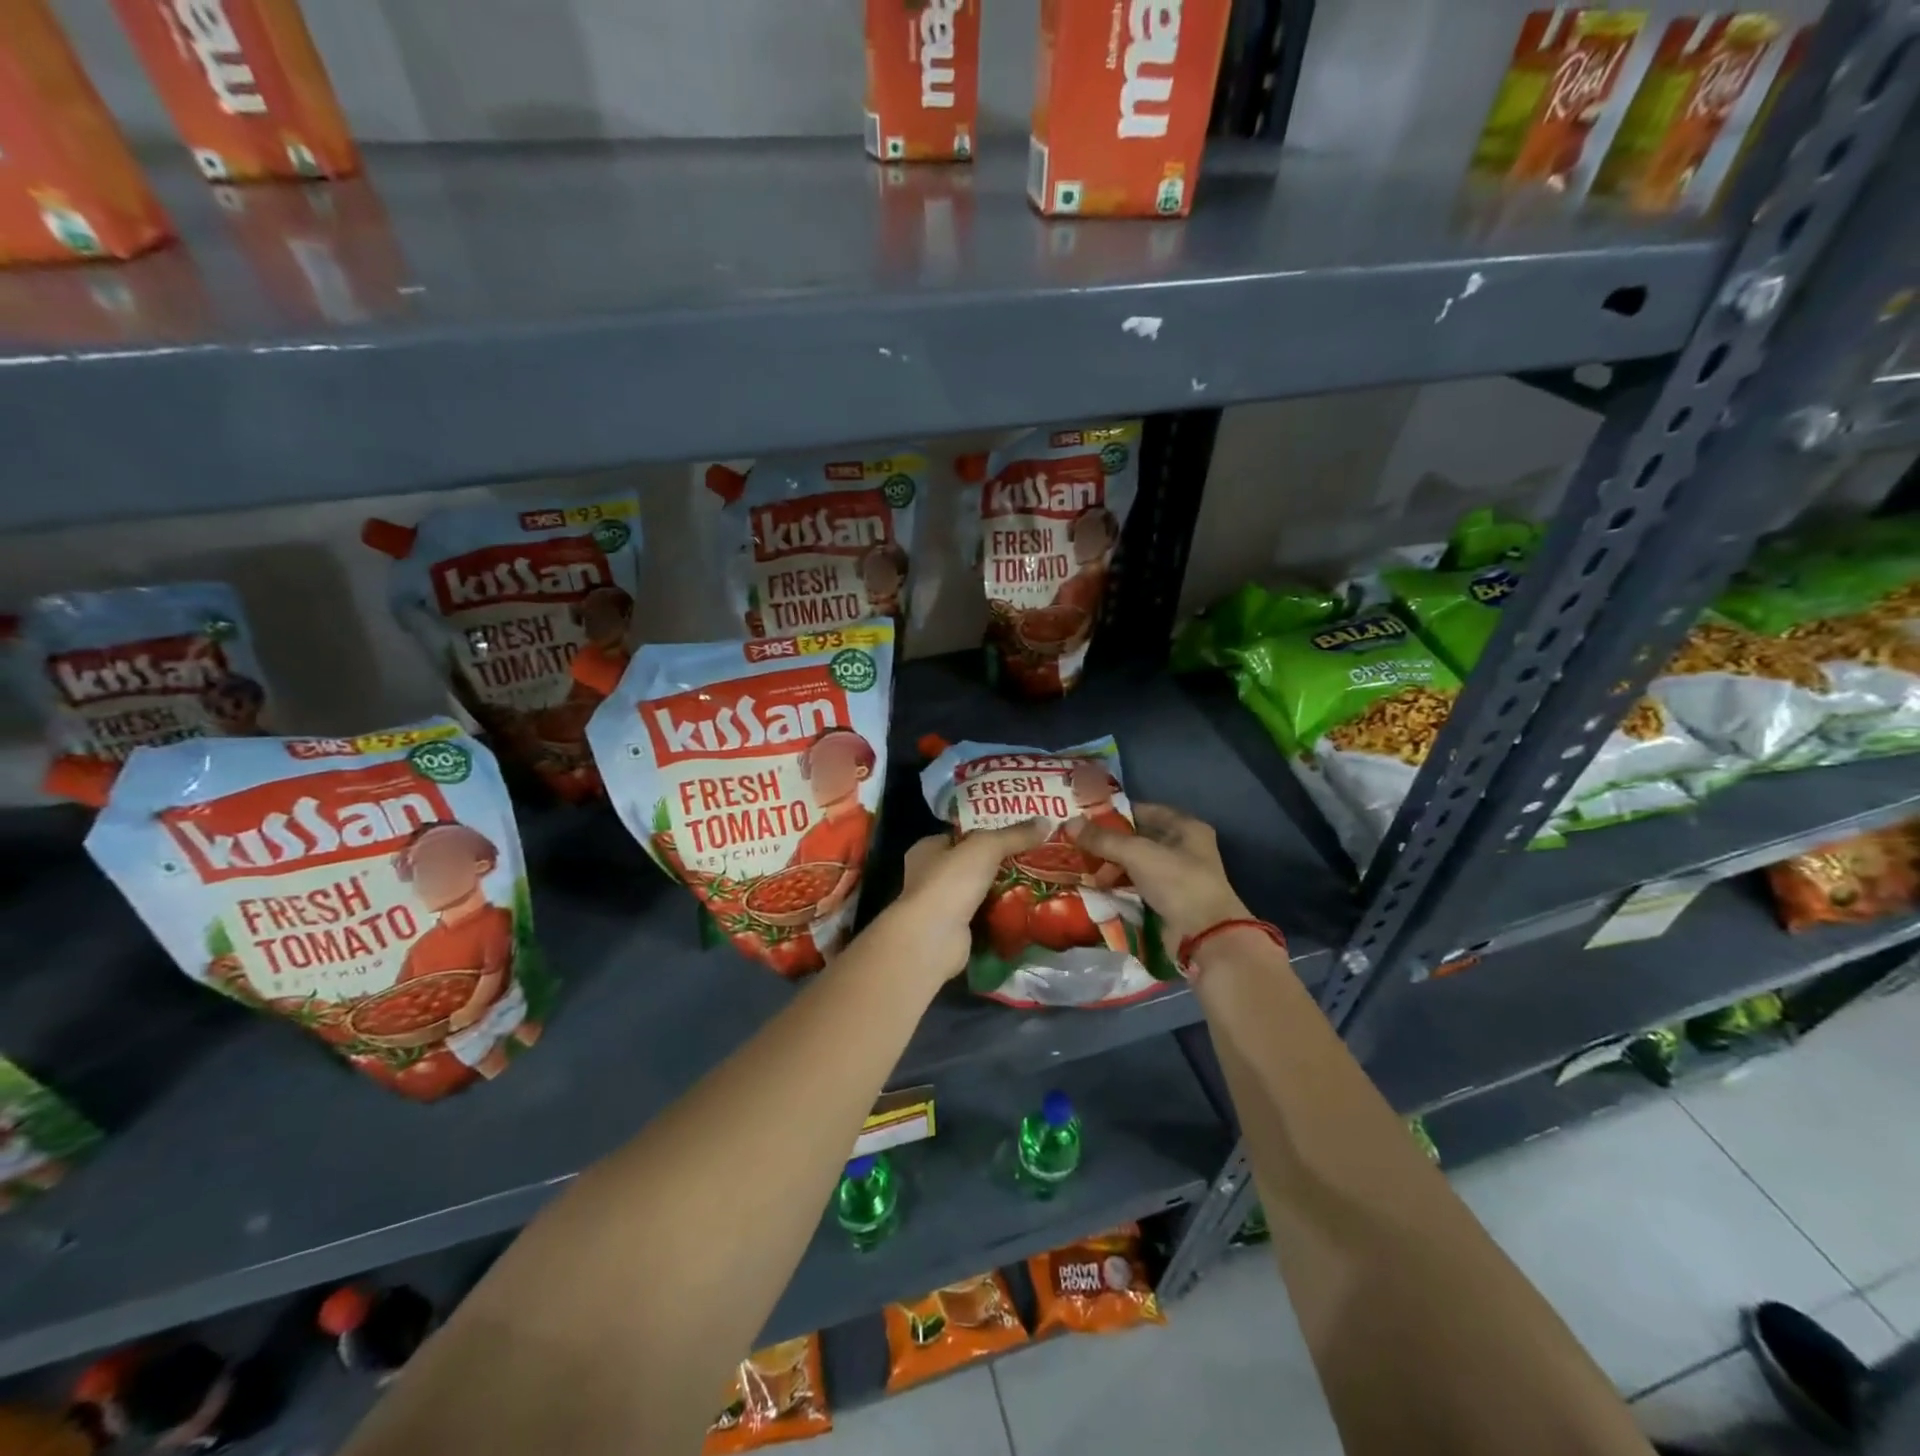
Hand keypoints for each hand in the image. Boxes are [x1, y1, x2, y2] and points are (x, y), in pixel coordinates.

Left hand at [892, 821, 1047, 982]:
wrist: (934, 939)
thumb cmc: (951, 882)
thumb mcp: (985, 847)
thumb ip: (1014, 835)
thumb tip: (1045, 822)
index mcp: (927, 849)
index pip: (961, 835)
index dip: (988, 831)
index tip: (1019, 831)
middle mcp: (929, 876)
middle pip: (972, 863)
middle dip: (1000, 862)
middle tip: (1034, 856)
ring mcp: (941, 906)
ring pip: (979, 891)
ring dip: (1003, 889)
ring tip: (1038, 880)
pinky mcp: (955, 931)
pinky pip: (984, 917)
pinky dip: (1001, 914)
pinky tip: (1027, 909)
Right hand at [1066, 804, 1250, 946]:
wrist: (1205, 936)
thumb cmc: (1177, 882)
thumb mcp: (1137, 854)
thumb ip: (1103, 839)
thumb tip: (1068, 823)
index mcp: (1185, 828)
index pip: (1144, 811)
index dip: (1115, 813)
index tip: (1085, 818)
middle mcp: (1183, 848)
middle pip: (1138, 839)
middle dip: (1108, 843)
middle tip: (1077, 845)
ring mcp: (1176, 876)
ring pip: (1135, 864)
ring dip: (1111, 866)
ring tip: (1083, 869)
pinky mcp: (1168, 901)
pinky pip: (1137, 886)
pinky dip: (1118, 885)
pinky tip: (1097, 888)